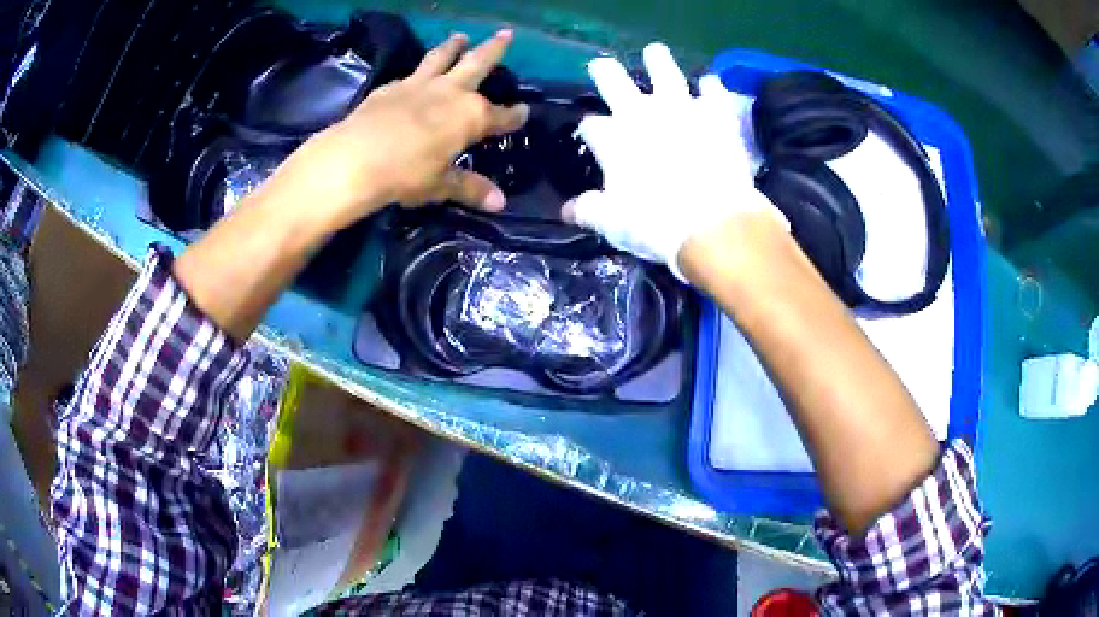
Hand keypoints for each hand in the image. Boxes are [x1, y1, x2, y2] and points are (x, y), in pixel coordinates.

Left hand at [271, 30, 529, 230]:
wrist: (356, 158)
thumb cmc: (406, 174)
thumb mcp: (441, 185)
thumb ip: (471, 188)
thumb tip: (500, 203)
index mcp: (471, 116)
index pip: (502, 116)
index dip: (515, 116)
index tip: (525, 111)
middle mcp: (451, 92)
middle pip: (478, 63)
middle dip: (495, 48)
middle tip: (506, 33)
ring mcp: (420, 85)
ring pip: (442, 57)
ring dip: (454, 45)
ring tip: (461, 36)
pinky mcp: (392, 87)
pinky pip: (411, 74)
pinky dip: (418, 71)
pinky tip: (415, 74)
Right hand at [563, 43, 783, 279]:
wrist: (712, 222)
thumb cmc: (655, 224)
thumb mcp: (613, 223)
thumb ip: (589, 211)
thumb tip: (568, 210)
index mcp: (612, 138)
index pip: (591, 125)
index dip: (590, 128)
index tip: (592, 133)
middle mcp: (641, 113)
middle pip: (614, 82)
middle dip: (605, 73)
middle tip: (602, 66)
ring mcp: (680, 108)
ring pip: (664, 72)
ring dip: (658, 61)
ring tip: (654, 52)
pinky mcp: (716, 114)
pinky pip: (712, 91)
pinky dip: (710, 86)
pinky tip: (709, 82)